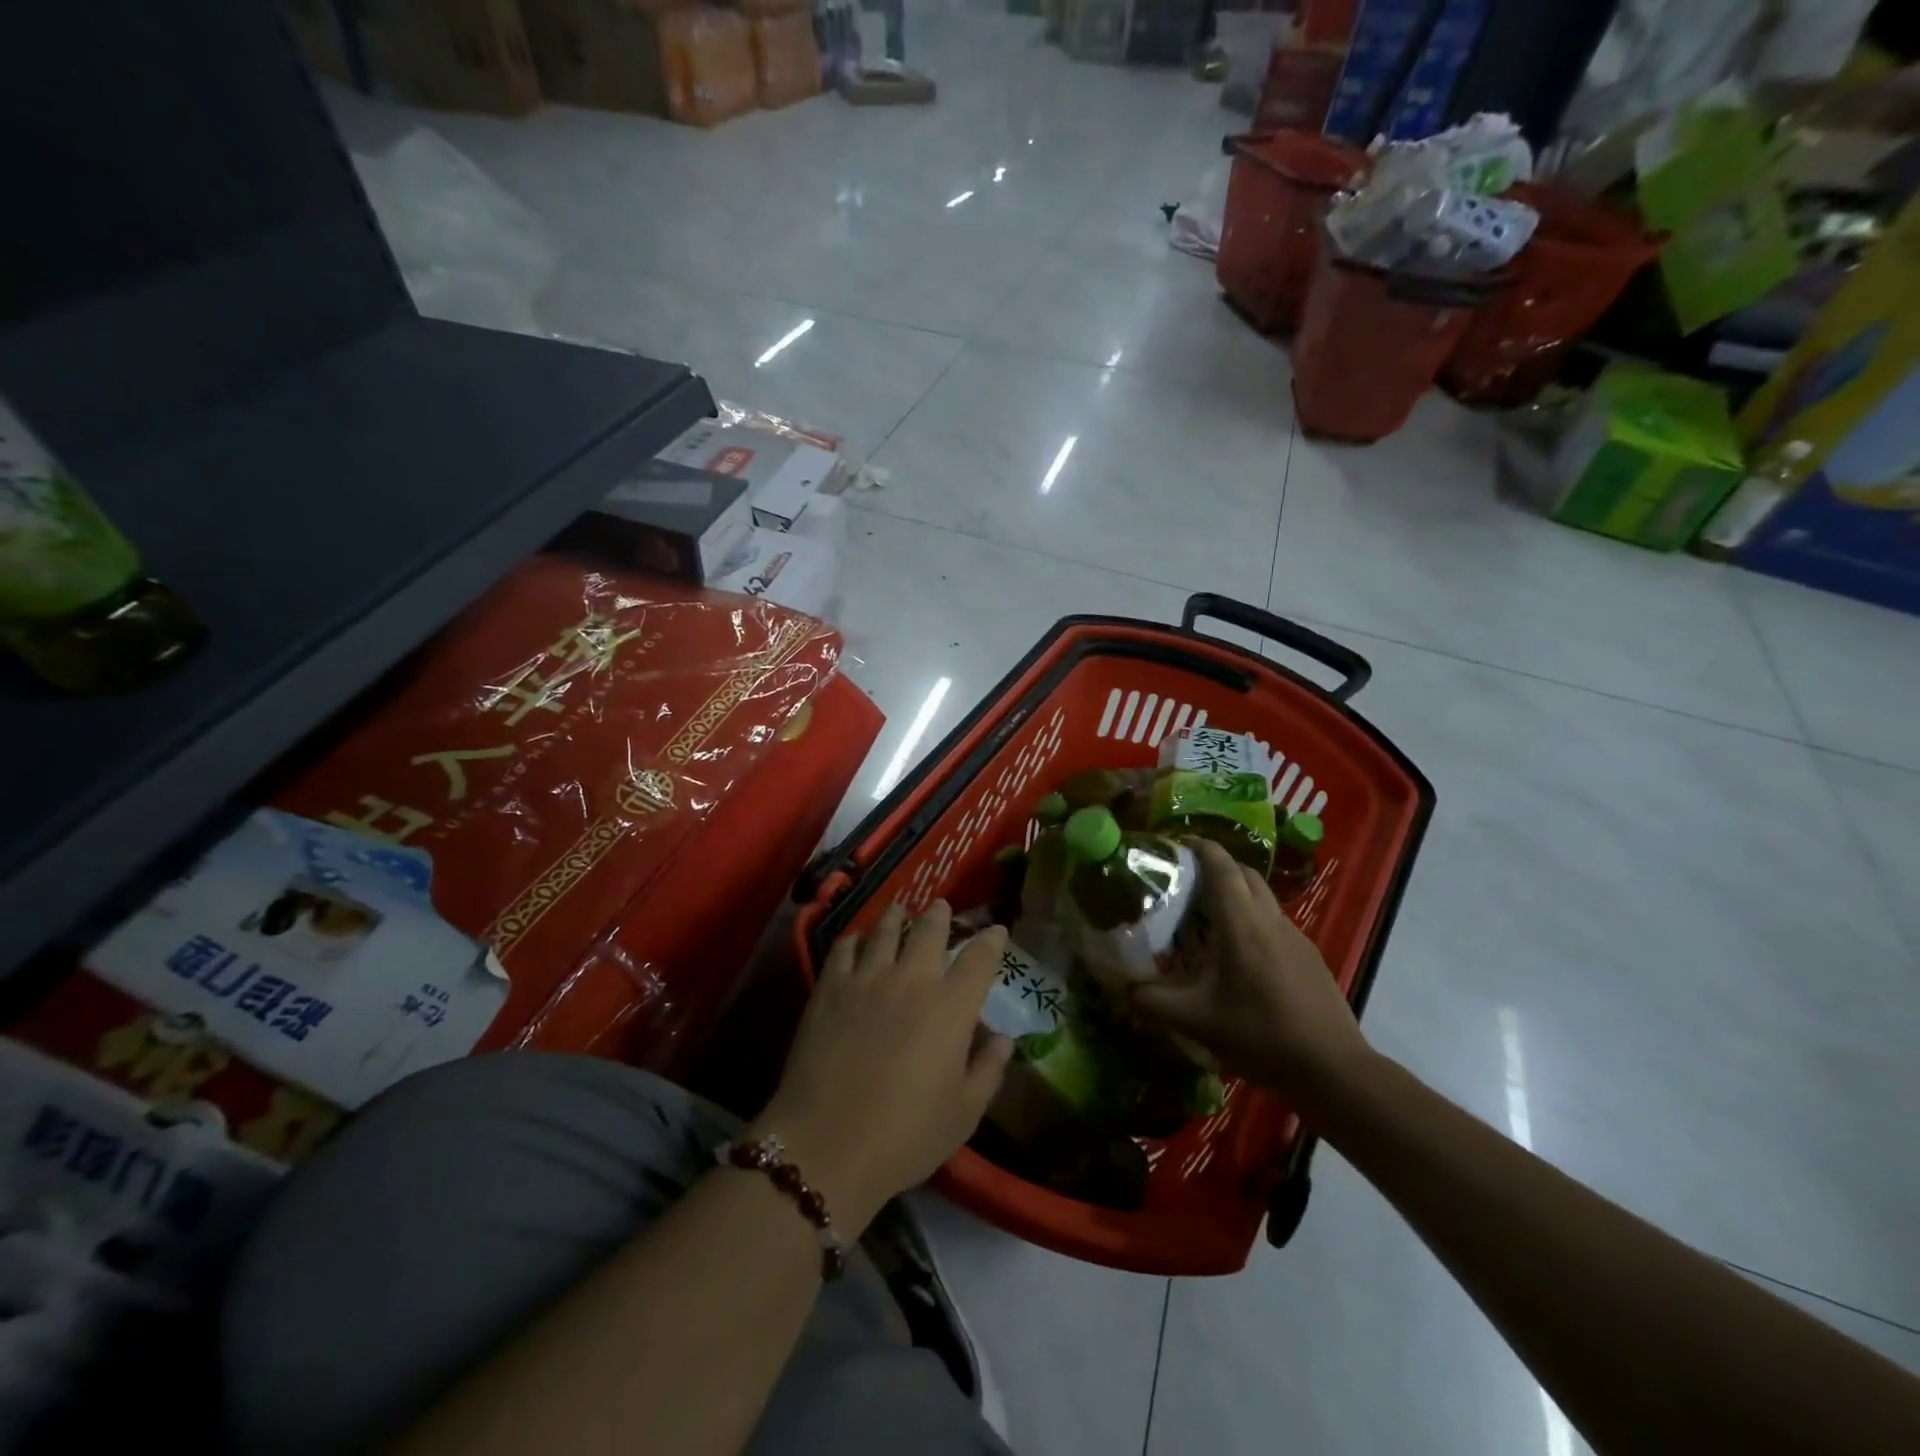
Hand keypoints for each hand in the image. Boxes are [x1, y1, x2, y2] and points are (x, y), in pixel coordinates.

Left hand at [754, 902, 1013, 1232]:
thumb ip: (989, 1069)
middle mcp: (912, 979)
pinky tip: (858, 940)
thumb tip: (1003, 1038)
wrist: (827, 1146)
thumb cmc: (906, 1136)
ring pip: (886, 928)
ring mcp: (867, 978)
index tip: (996, 931)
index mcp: (952, 1007)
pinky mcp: (829, 987)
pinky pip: (845, 947)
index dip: (991, 940)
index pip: (979, 958)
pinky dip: (856, 937)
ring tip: (900, 910)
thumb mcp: (964, 1114)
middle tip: (941, 908)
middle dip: (940, 914)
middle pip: (930, 929)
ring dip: (897, 915)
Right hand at [1132, 840, 1372, 1109]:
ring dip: (1235, 893)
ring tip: (1206, 916)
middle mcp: (1270, 919)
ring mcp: (1295, 937)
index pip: (1221, 865)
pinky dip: (1252, 918)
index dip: (1198, 846)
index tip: (1174, 843)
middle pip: (1244, 873)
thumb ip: (1152, 1001)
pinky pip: (1274, 920)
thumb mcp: (1196, 1021)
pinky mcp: (1308, 956)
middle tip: (1184, 880)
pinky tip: (1238, 954)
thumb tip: (1120, 987)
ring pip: (1262, 896)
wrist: (1333, 1069)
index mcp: (1242, 924)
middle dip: (1215, 866)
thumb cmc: (1261, 1035)